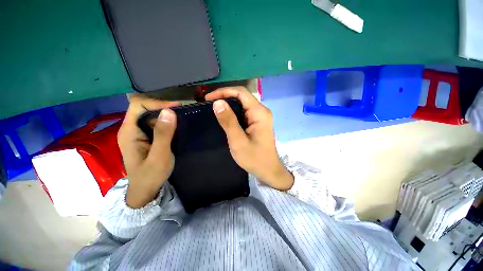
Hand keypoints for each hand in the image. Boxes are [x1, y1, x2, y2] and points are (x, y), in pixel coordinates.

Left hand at [117, 94, 180, 207]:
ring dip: (166, 114)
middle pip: (144, 108)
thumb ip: (163, 134)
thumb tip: (169, 111)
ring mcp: (138, 133)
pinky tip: (176, 126)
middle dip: (163, 107)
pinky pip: (155, 123)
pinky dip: (166, 122)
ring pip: (151, 115)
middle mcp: (131, 128)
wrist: (145, 190)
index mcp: (129, 131)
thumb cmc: (150, 175)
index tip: (176, 107)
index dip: (157, 103)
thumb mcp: (159, 156)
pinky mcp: (146, 137)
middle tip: (182, 111)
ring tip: (181, 117)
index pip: (138, 105)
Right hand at [205, 87, 293, 190]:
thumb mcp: (238, 141)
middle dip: (225, 97)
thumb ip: (228, 121)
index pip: (241, 93)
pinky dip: (233, 112)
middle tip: (208, 104)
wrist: (268, 170)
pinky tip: (224, 117)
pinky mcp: (257, 122)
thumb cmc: (254, 158)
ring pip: (242, 104)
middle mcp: (261, 111)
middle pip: (242, 97)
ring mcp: (260, 117)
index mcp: (259, 113)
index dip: (224, 92)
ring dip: (228, 105)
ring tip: (213, 109)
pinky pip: (243, 112)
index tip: (208, 99)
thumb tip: (217, 102)